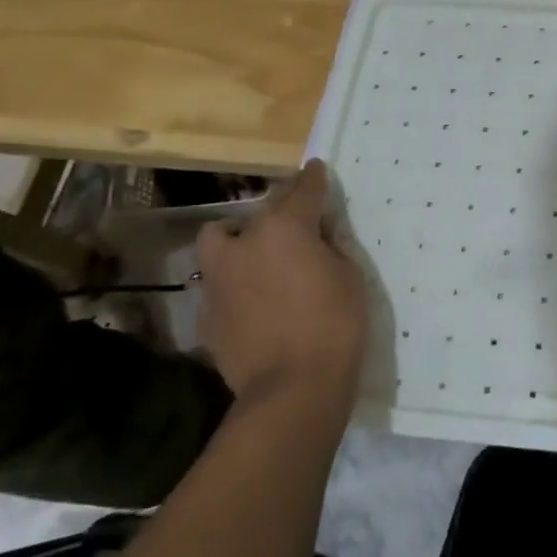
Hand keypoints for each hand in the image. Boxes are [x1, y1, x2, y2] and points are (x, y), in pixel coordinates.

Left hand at [197, 160, 369, 415]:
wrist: (292, 388)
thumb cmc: (335, 324)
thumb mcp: (350, 276)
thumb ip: (331, 246)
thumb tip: (319, 234)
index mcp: (283, 228)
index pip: (301, 190)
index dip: (312, 178)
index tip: (315, 168)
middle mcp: (243, 244)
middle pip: (254, 213)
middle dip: (274, 214)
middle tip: (293, 230)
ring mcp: (217, 280)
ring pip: (220, 244)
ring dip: (239, 245)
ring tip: (260, 262)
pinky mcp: (206, 314)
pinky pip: (219, 285)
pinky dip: (235, 285)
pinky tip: (254, 304)